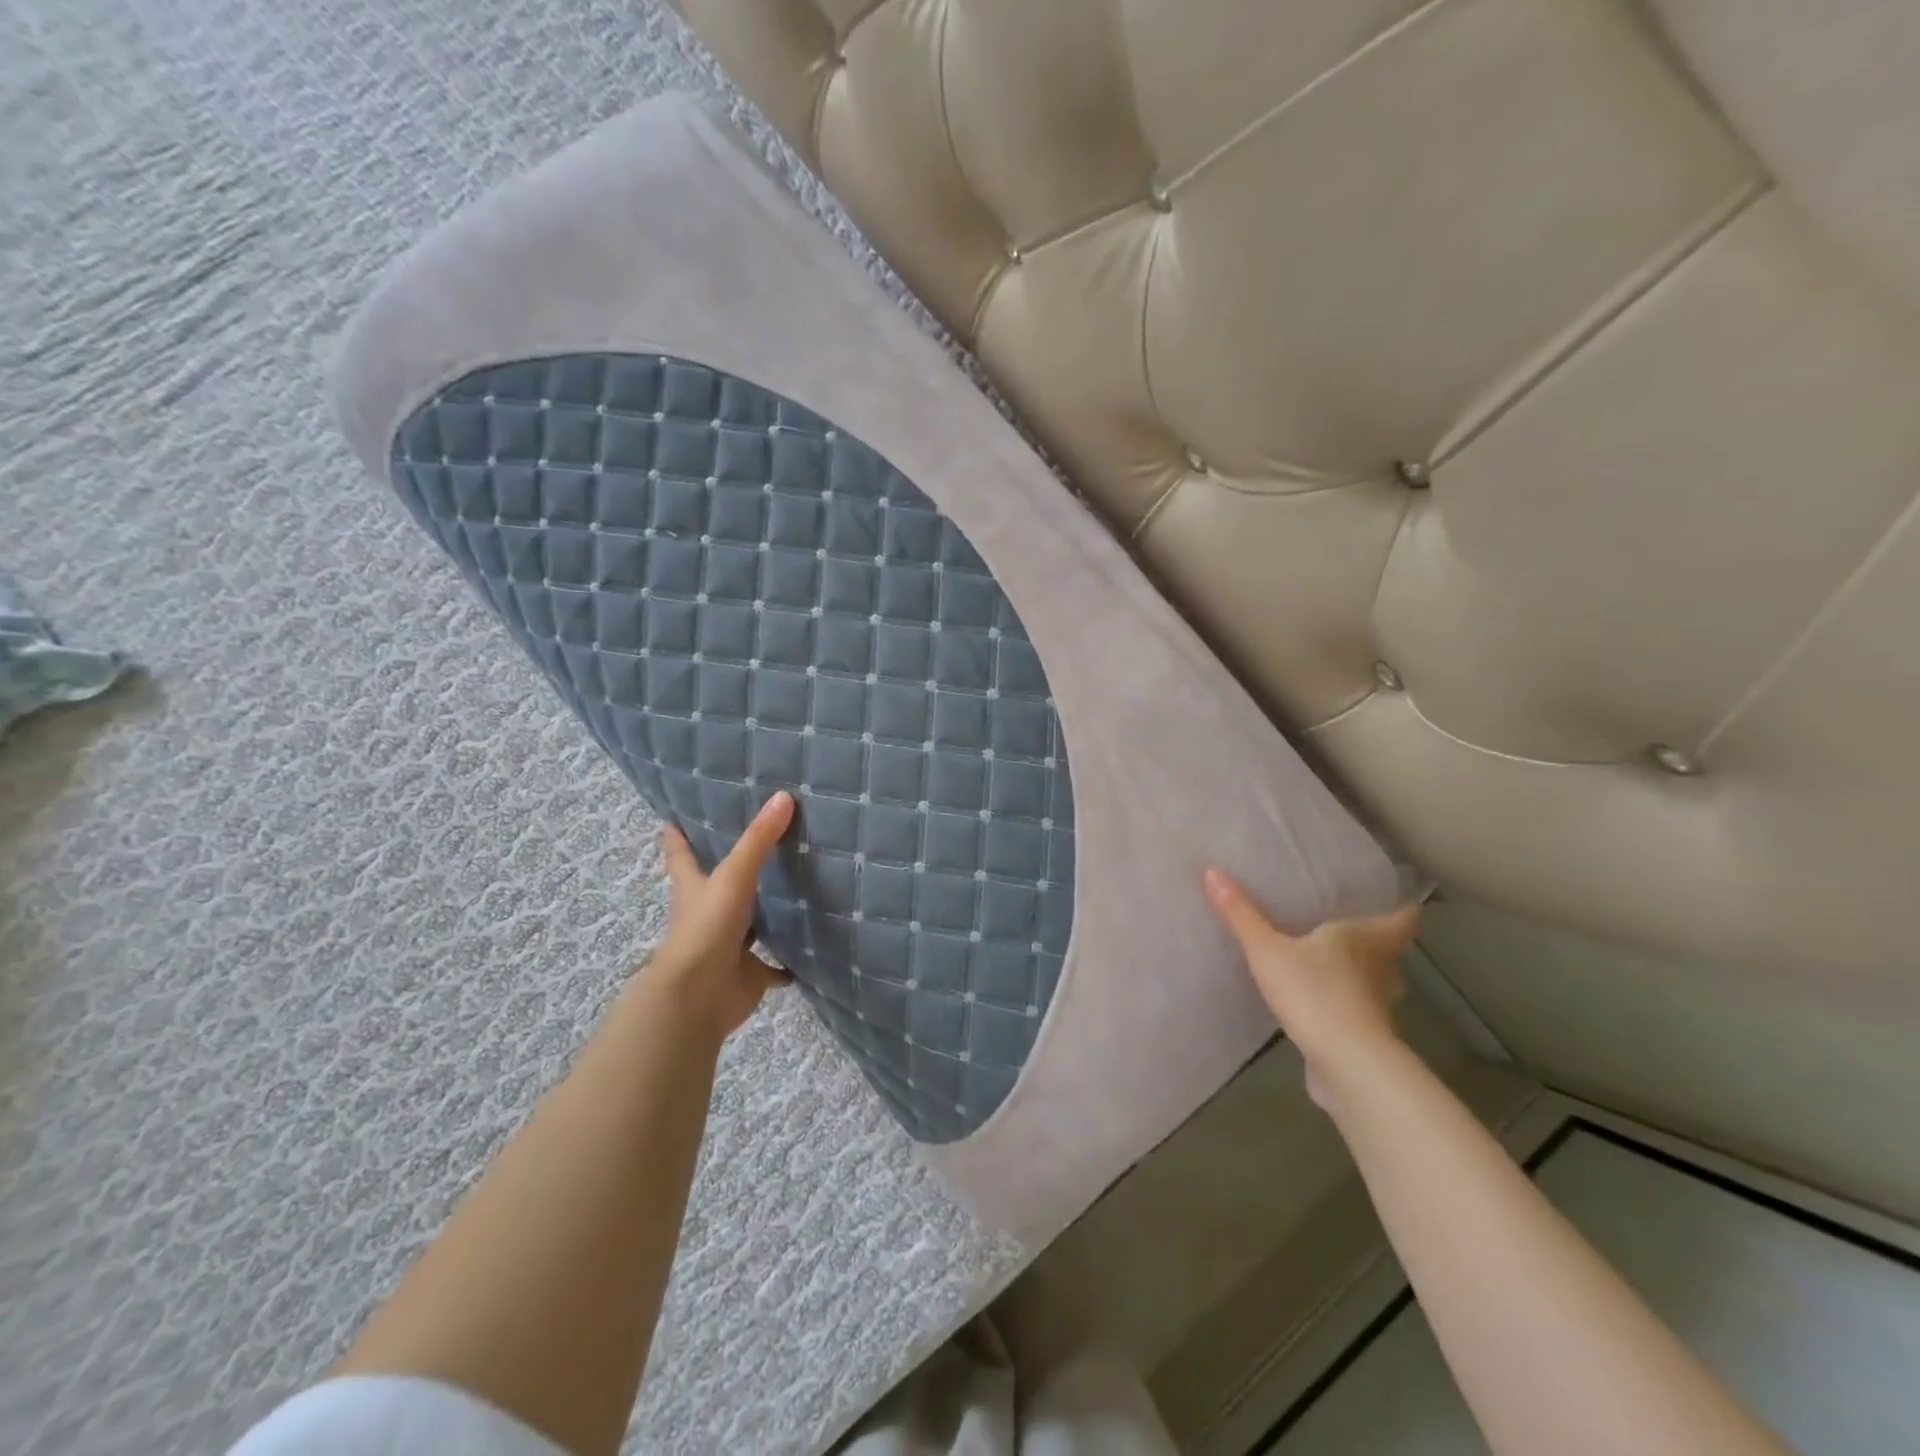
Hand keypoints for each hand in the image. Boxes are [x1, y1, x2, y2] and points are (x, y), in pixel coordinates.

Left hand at [650, 791, 796, 1038]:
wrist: (698, 997)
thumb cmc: (707, 928)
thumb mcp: (733, 876)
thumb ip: (759, 839)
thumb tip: (784, 796)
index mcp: (694, 887)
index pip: (681, 853)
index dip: (678, 834)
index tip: (677, 814)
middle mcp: (707, 913)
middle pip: (717, 885)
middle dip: (732, 868)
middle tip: (759, 841)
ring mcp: (728, 945)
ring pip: (749, 924)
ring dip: (766, 912)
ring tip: (795, 888)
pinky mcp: (748, 973)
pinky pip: (773, 965)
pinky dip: (788, 961)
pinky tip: (809, 948)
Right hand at [1203, 868, 1419, 1109]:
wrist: (1346, 1064)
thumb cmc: (1314, 992)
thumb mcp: (1267, 949)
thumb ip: (1241, 914)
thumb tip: (1212, 870)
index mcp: (1365, 939)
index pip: (1401, 920)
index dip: (1402, 910)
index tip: (1398, 901)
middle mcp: (1380, 970)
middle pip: (1391, 953)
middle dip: (1378, 944)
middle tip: (1353, 931)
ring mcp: (1378, 1008)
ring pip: (1378, 984)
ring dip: (1364, 977)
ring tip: (1334, 968)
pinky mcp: (1367, 1039)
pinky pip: (1360, 1014)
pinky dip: (1347, 1008)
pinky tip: (1322, 1007)